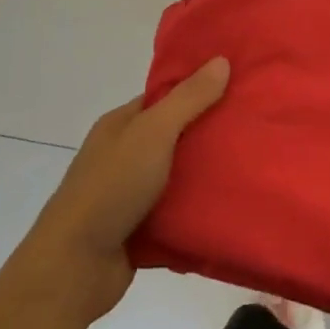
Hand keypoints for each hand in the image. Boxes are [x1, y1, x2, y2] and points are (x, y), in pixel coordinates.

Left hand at [27, 57, 229, 326]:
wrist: (75, 267)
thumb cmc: (112, 188)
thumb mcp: (153, 133)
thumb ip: (188, 99)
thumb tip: (221, 60)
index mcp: (121, 125)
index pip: (165, 97)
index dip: (199, 89)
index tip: (239, 86)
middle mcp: (124, 154)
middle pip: (175, 135)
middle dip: (210, 132)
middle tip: (254, 126)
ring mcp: (130, 193)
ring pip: (178, 175)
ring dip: (208, 174)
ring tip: (253, 162)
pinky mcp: (140, 228)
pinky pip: (177, 210)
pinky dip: (198, 208)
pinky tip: (232, 202)